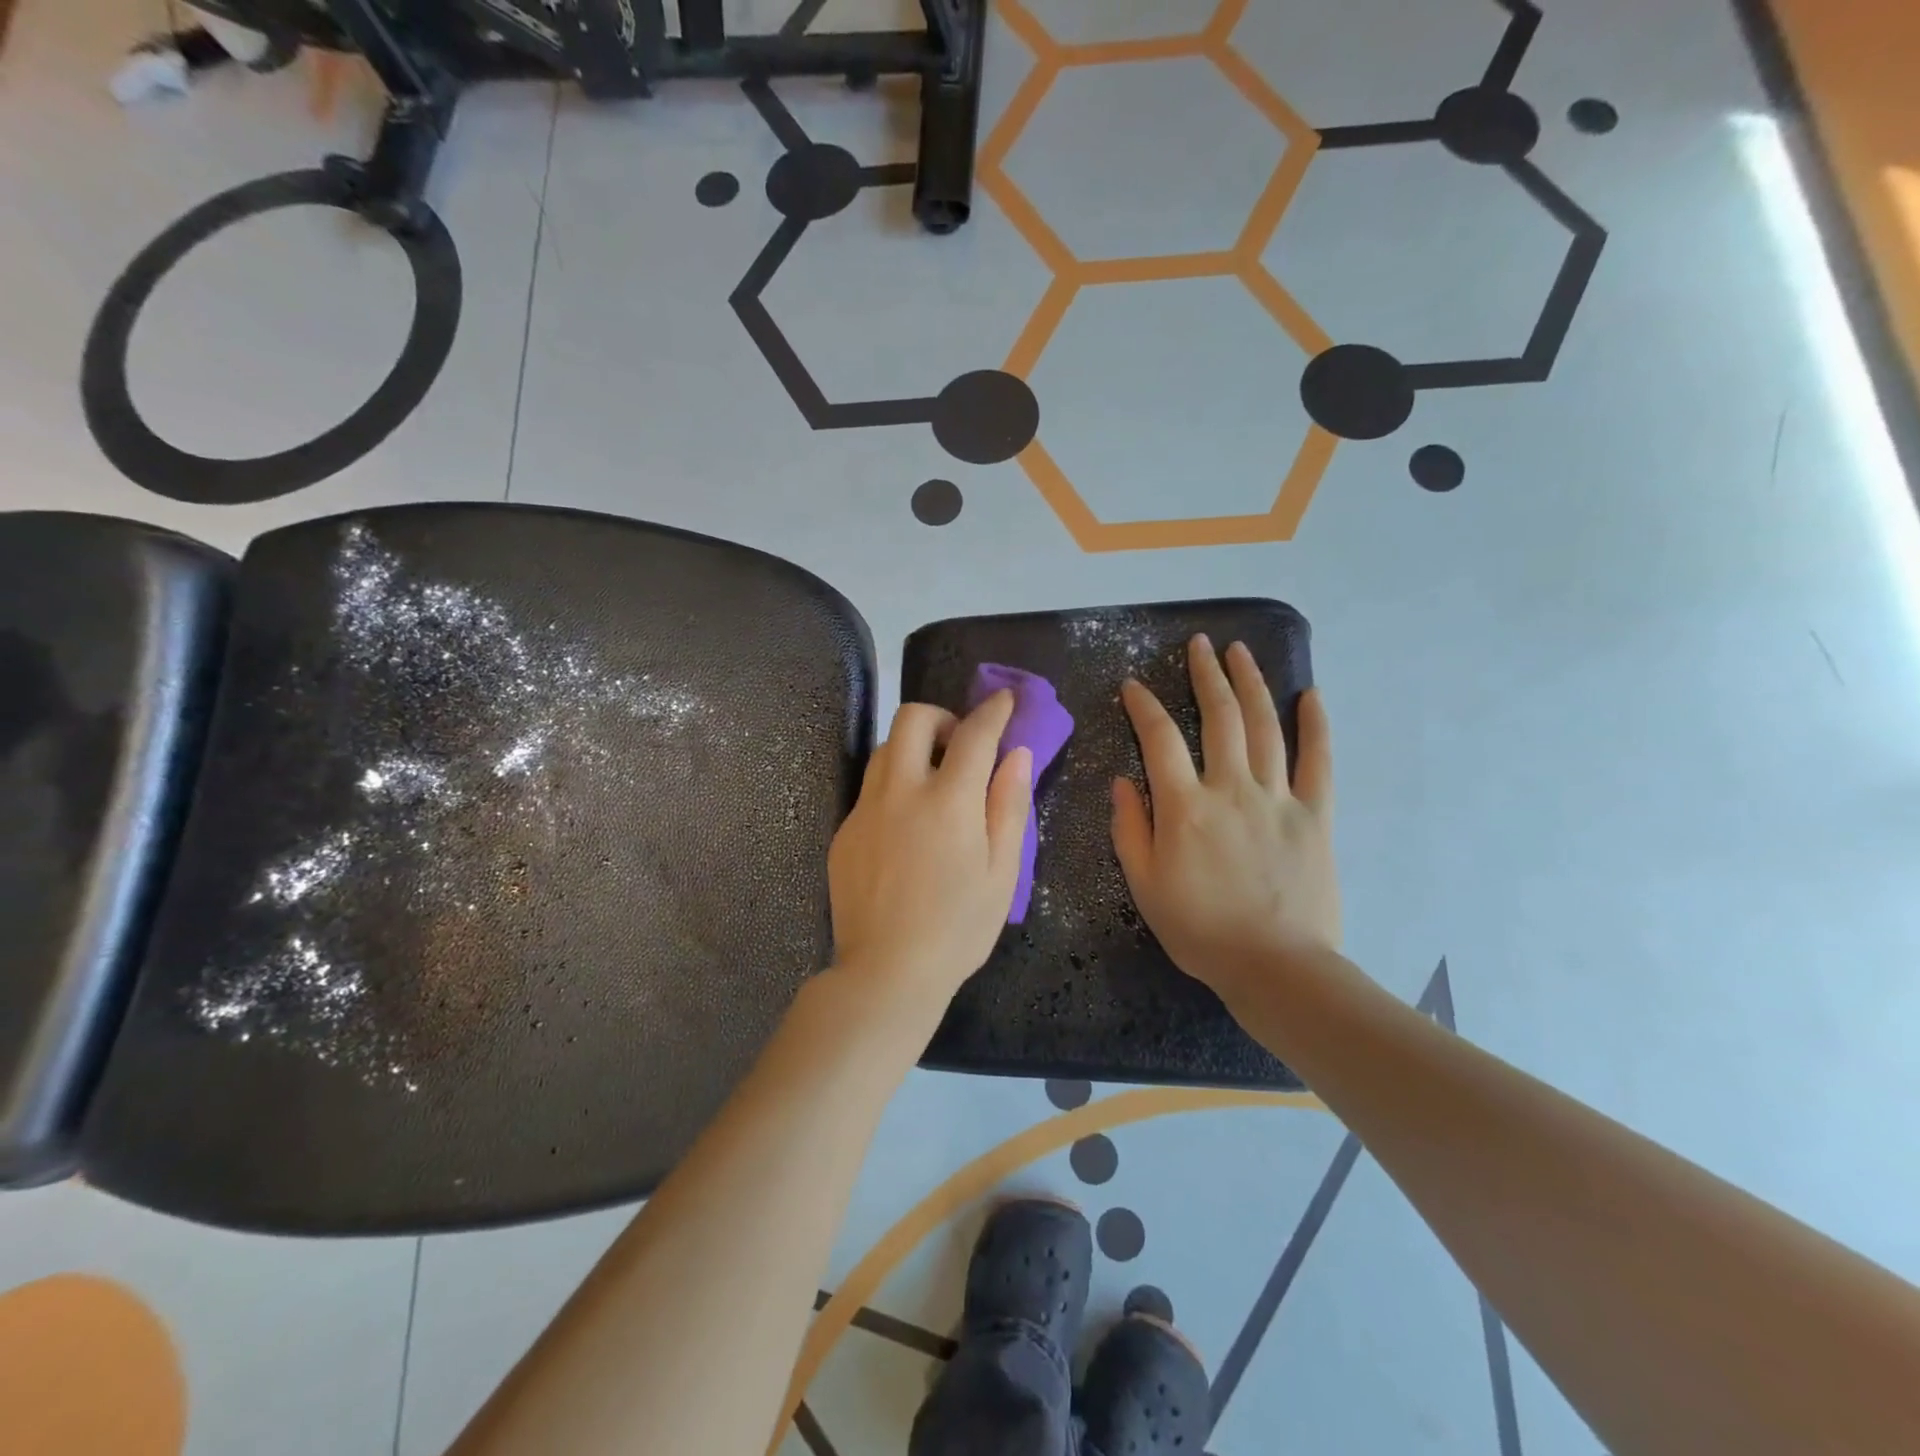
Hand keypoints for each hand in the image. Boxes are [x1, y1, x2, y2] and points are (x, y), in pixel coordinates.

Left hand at [827, 692, 1032, 1009]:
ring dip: (912, 748)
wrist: (887, 973)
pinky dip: (893, 786)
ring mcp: (865, 810)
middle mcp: (900, 792)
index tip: (1004, 700)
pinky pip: (869, 789)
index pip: (973, 734)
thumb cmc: (958, 928)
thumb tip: (1017, 754)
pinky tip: (906, 827)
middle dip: (940, 716)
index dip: (992, 711)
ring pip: (883, 749)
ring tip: (932, 781)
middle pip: (911, 719)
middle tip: (959, 744)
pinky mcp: (844, 831)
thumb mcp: (1002, 872)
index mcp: (948, 801)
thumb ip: (1009, 806)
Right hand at [1111, 636, 1338, 1004]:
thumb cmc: (1200, 930)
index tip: (1133, 686)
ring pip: (1264, 727)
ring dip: (1250, 684)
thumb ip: (1129, 829)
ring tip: (1240, 652)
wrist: (1275, 967)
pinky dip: (1315, 726)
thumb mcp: (1144, 885)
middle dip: (1205, 675)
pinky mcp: (1315, 815)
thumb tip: (1122, 781)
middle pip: (1219, 718)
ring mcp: (1277, 798)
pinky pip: (1318, 762)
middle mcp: (1231, 789)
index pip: (1160, 740)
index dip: (1144, 707)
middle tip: (1200, 645)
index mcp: (1184, 807)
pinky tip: (1310, 696)